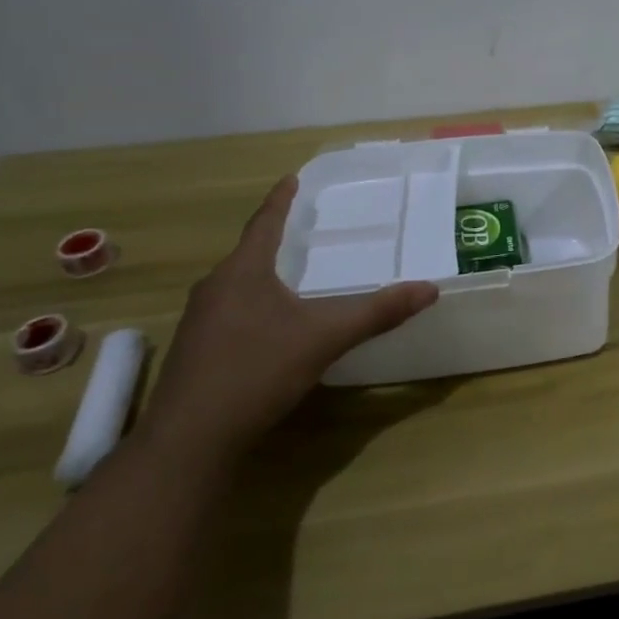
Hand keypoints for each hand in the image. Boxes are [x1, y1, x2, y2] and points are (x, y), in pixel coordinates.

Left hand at [140, 176, 438, 468]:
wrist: (189, 441)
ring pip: (236, 286)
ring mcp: (198, 322)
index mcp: (242, 272)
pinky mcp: (194, 352)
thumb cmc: (257, 371)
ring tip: (289, 275)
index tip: (291, 178)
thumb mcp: (325, 337)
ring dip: (262, 275)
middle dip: (273, 240)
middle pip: (248, 253)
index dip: (281, 200)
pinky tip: (269, 327)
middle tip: (301, 229)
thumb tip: (429, 289)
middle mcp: (214, 288)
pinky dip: (252, 306)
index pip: (264, 223)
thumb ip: (377, 312)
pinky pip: (229, 313)